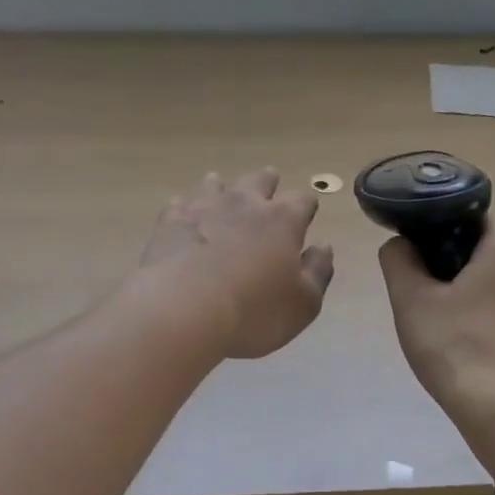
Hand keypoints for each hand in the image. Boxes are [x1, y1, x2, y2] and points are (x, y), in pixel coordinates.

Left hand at [140, 170, 334, 358]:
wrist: (183, 312)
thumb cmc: (253, 312)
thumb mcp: (303, 304)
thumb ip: (318, 272)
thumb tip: (324, 247)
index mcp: (282, 220)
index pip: (302, 201)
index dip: (306, 207)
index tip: (306, 213)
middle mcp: (245, 204)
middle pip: (260, 181)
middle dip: (268, 182)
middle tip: (269, 182)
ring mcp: (204, 208)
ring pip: (216, 185)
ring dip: (223, 186)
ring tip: (221, 186)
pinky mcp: (170, 222)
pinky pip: (179, 205)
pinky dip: (185, 207)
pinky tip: (182, 214)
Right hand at [378, 225, 494, 412]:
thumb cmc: (454, 346)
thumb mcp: (410, 300)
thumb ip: (399, 260)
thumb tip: (400, 244)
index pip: (476, 227)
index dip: (446, 242)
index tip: (428, 270)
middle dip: (468, 280)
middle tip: (437, 308)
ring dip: (489, 309)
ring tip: (461, 341)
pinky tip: (486, 363)